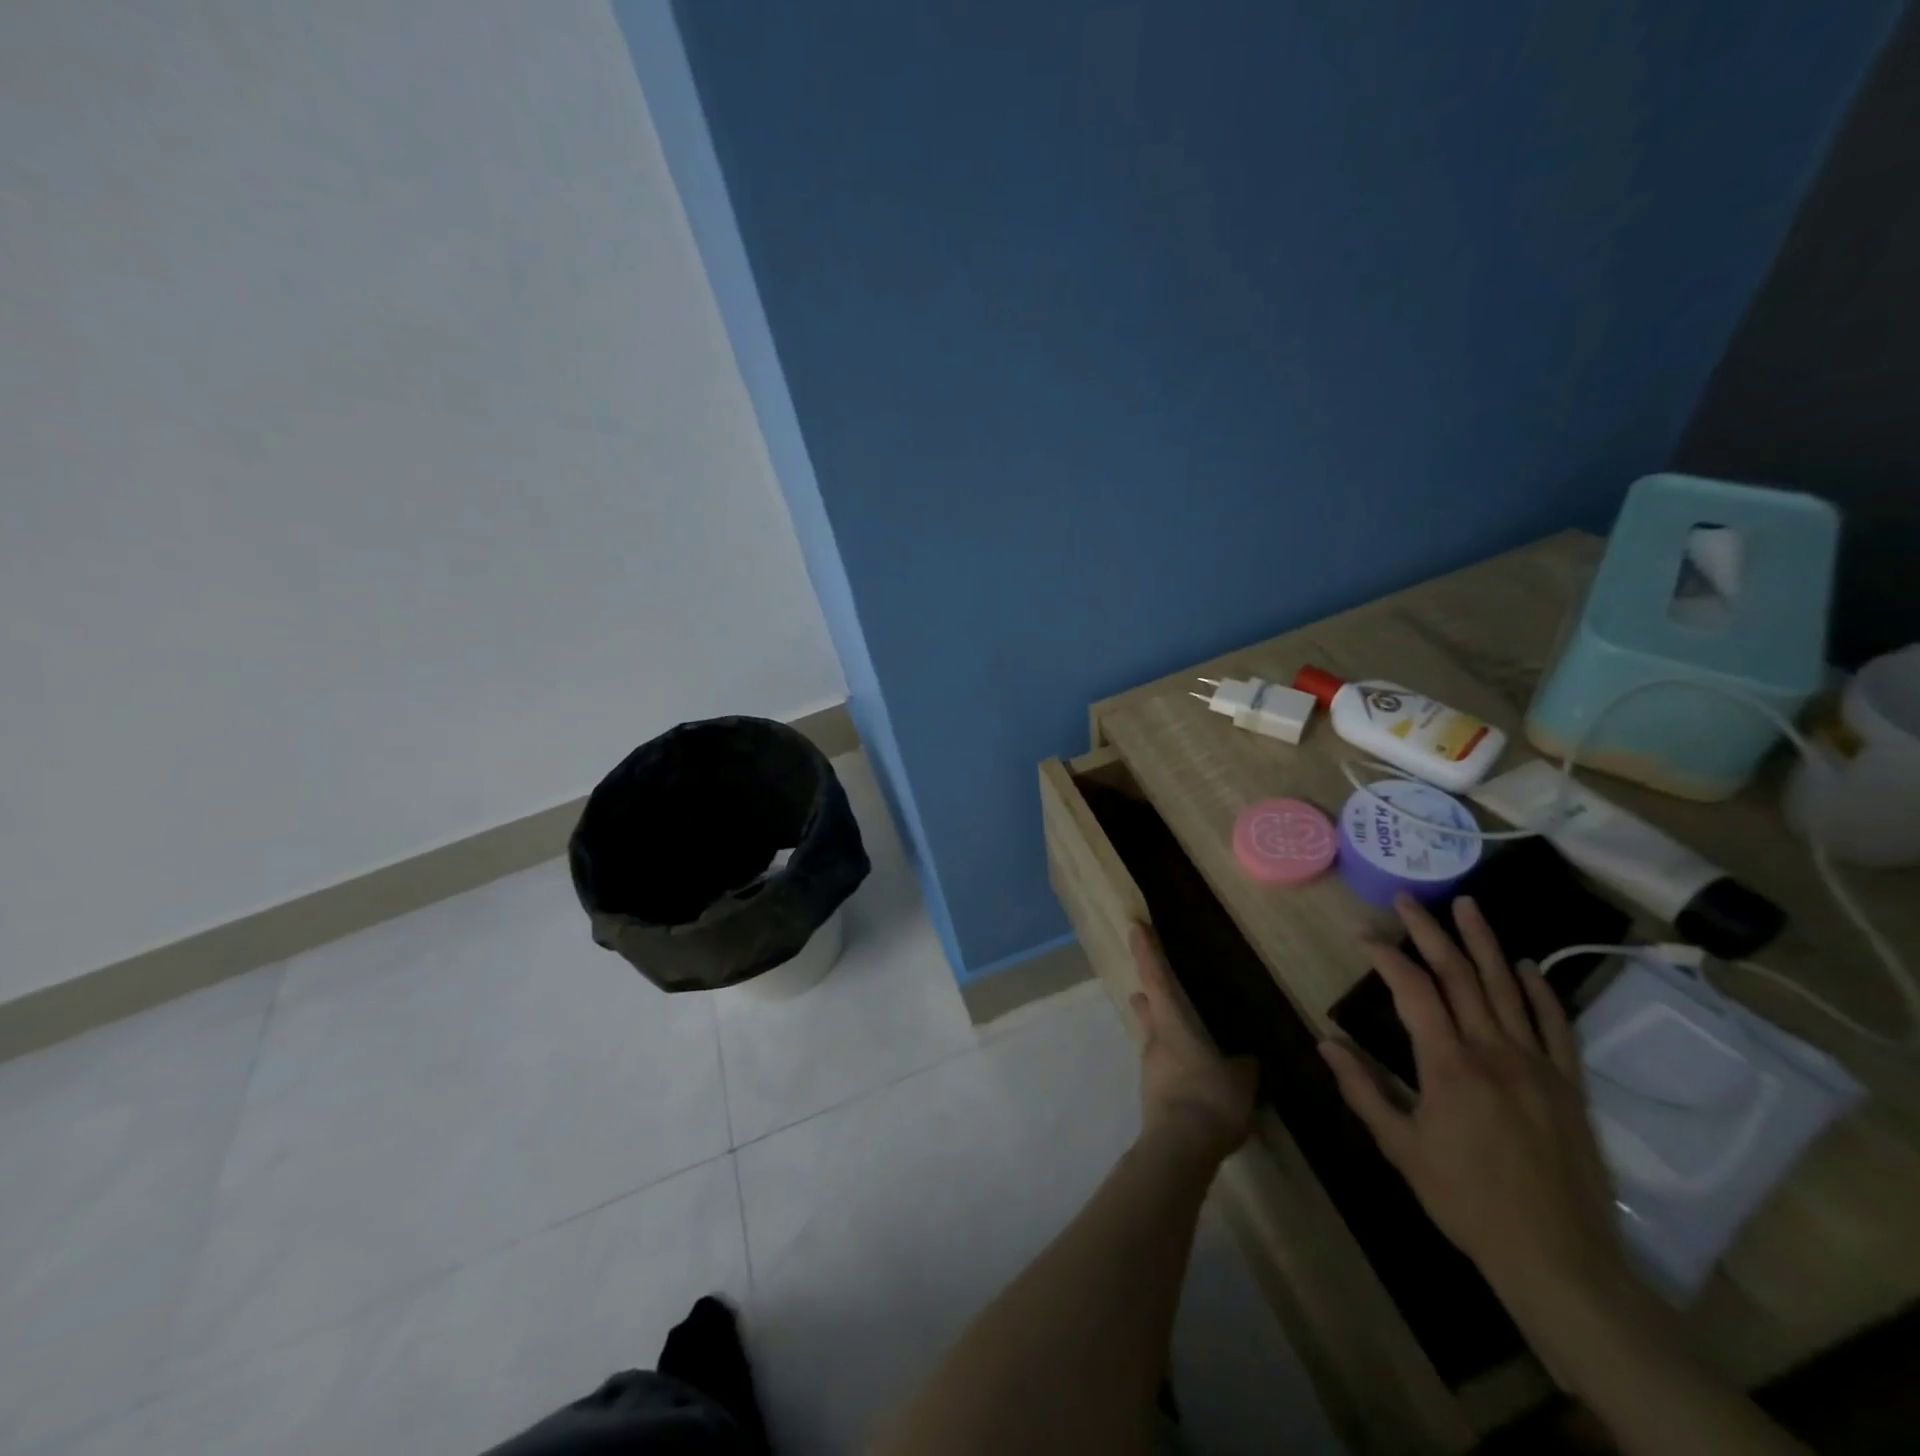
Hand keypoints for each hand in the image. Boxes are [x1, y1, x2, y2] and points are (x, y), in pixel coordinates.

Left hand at [1128, 925, 1258, 1162]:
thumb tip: (1245, 1059)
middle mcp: (1153, 1039)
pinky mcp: (1151, 1094)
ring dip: (1160, 1030)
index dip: (1146, 951)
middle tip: (1157, 988)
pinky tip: (1190, 1073)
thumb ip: (1242, 1065)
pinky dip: (1172, 1061)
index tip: (1134, 927)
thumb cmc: (1209, 1099)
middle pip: (1145, 1007)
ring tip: (1184, 1034)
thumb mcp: (1240, 1079)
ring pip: (1150, 1036)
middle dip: (1149, 995)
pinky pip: (1161, 1066)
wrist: (1179, 1149)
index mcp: (1171, 1023)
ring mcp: (1149, 1068)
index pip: (1155, 977)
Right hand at [1318, 895, 1626, 1301]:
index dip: (1386, 957)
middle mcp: (1494, 1051)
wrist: (1559, 1258)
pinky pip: (1557, 1025)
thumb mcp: (1400, 1147)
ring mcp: (1537, 1065)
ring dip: (1484, 942)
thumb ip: (1362, 1089)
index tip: (1362, 936)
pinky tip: (1527, 966)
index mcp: (1448, 1065)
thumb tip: (1324, 1042)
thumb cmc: (1466, 1201)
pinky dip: (1540, 990)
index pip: (1413, 991)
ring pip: (1507, 988)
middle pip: (1460, 975)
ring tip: (1467, 905)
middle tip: (1409, 899)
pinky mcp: (1569, 1084)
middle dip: (1430, 932)